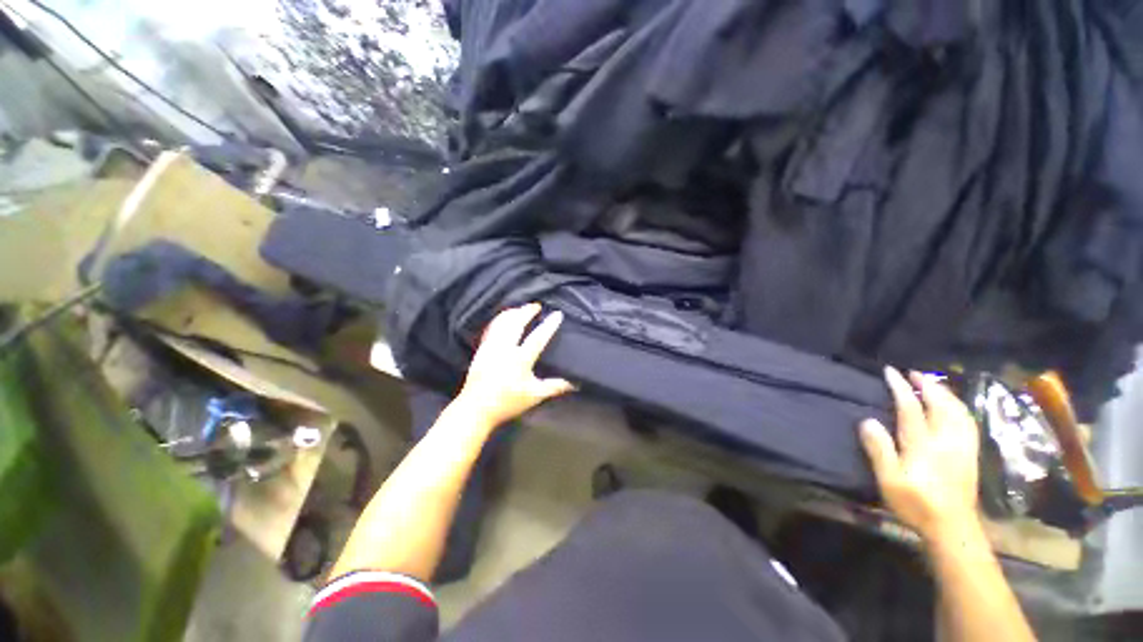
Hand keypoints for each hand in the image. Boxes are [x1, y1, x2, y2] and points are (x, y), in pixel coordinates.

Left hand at [454, 303, 574, 430]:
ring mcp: (491, 347)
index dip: (549, 325)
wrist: (476, 408)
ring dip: (512, 313)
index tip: (557, 314)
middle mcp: (504, 348)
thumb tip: (574, 383)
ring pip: (501, 322)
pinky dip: (498, 320)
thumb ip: (554, 387)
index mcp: (520, 359)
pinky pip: (490, 328)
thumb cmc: (507, 402)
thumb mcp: (534, 396)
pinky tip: (502, 320)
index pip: (538, 337)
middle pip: (516, 322)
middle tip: (536, 305)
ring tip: (520, 309)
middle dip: (527, 311)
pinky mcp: (481, 349)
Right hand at [860, 367, 980, 541]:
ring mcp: (963, 446)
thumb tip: (868, 421)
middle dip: (928, 385)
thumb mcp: (889, 480)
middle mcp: (946, 440)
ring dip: (945, 393)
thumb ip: (879, 450)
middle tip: (913, 373)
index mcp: (924, 444)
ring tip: (933, 384)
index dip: (901, 388)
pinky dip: (960, 407)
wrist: (953, 527)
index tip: (891, 372)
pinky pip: (968, 422)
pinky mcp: (971, 454)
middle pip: (941, 404)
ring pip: (958, 411)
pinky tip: (955, 406)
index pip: (911, 408)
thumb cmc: (916, 504)